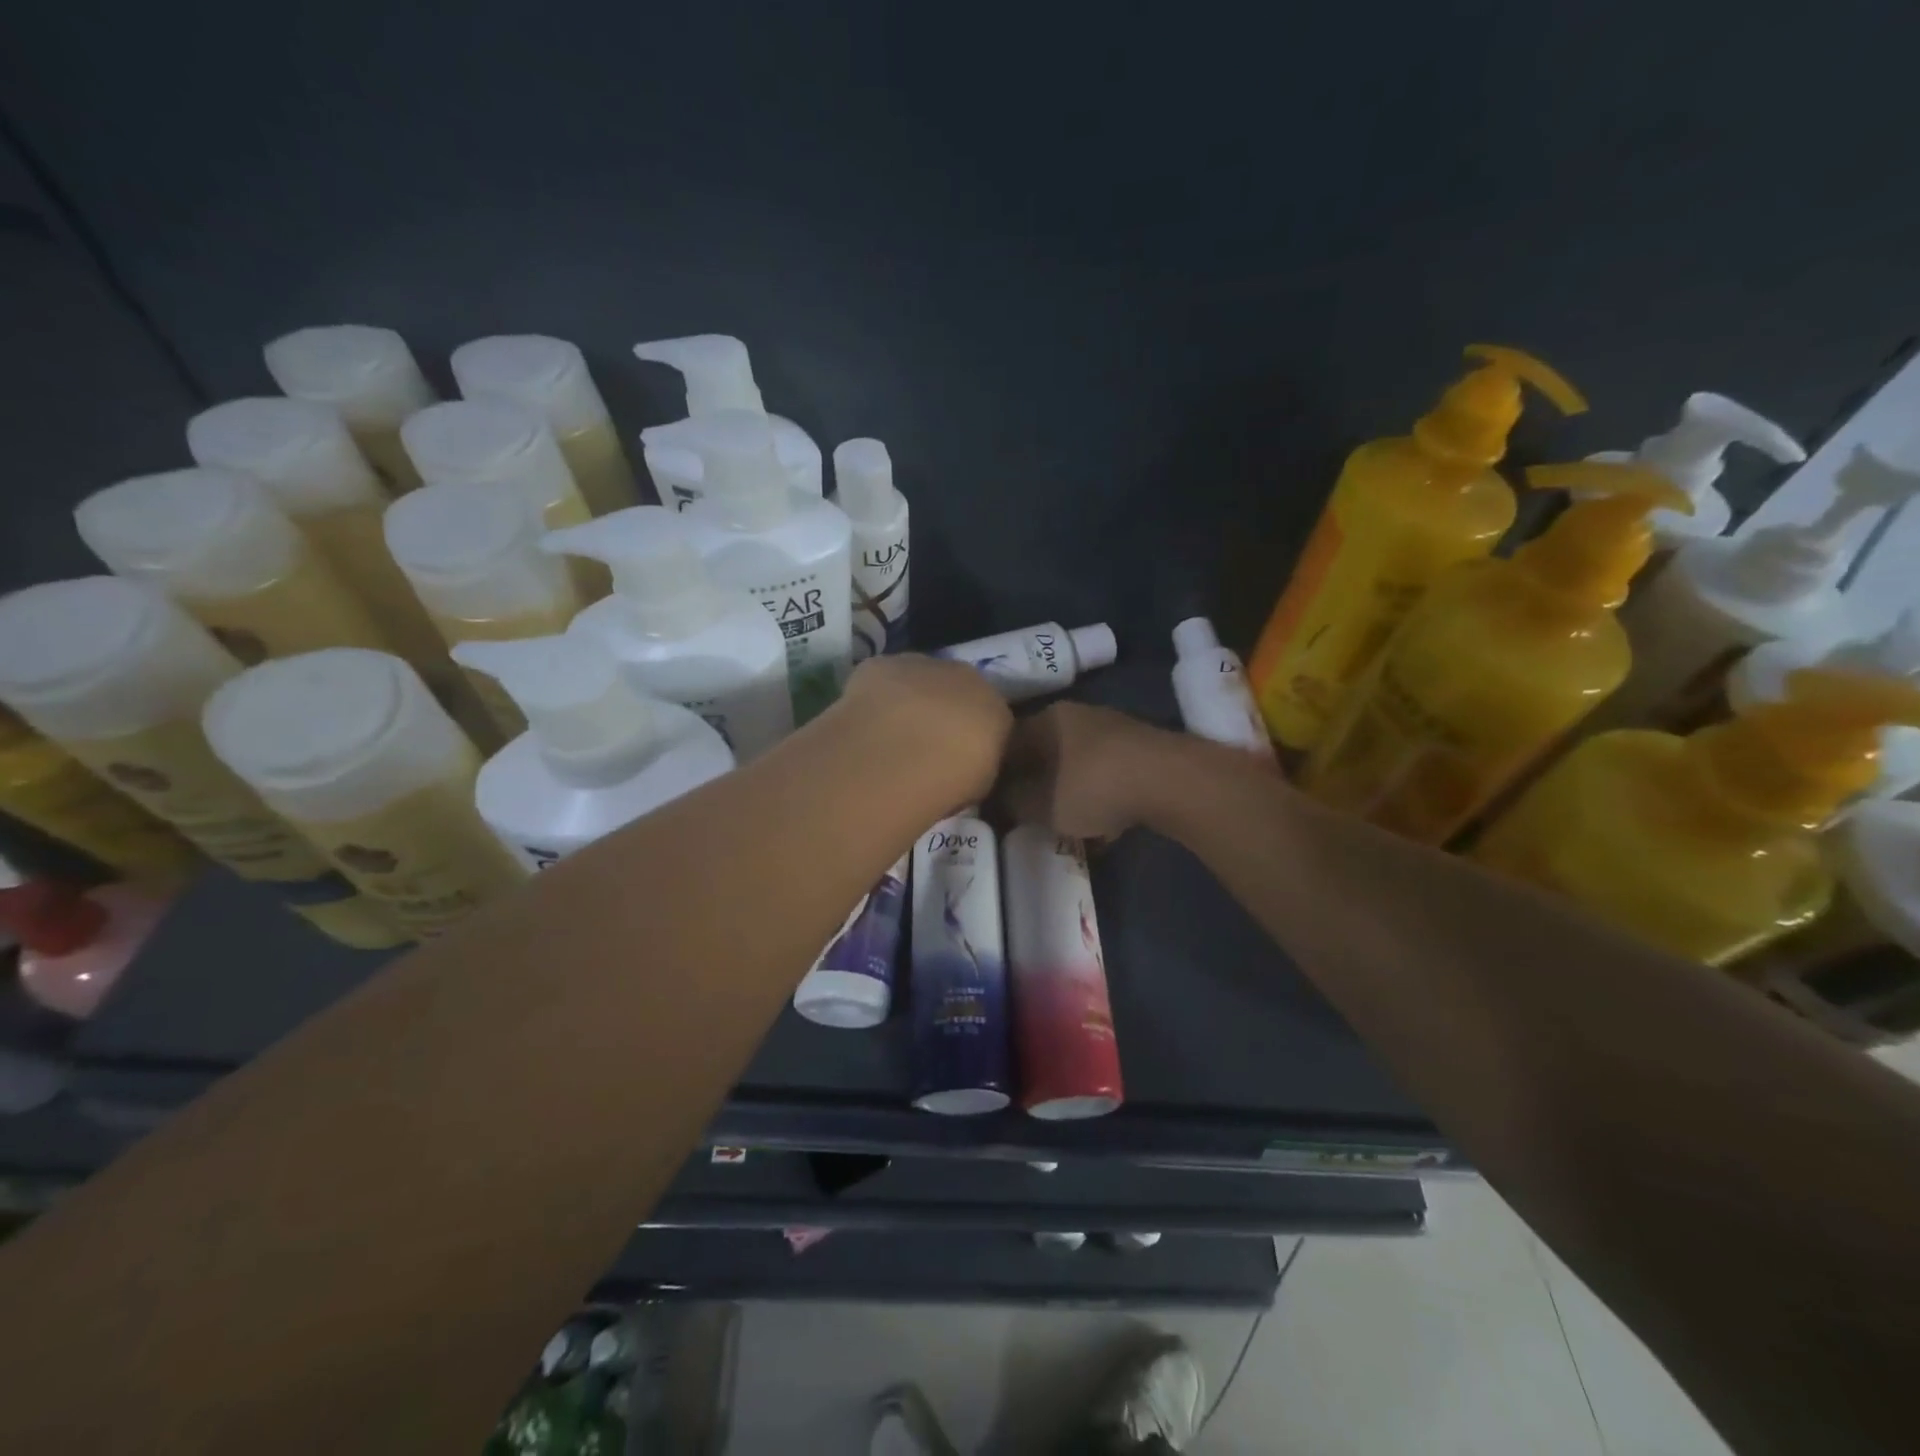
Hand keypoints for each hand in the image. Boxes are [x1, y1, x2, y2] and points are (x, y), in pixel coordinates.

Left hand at [833, 653, 1013, 806]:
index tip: (958, 756)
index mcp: (997, 708)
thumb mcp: (979, 784)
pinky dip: (876, 694)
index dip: (972, 735)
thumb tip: (966, 760)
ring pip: (919, 678)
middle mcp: (966, 676)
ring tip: (891, 732)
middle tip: (924, 743)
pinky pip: (883, 677)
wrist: (901, 756)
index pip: (991, 716)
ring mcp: (923, 665)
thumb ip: (977, 762)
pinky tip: (865, 719)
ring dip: (910, 698)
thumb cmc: (949, 781)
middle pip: (957, 689)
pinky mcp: (882, 664)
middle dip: (944, 710)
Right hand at [995, 702, 1184, 839]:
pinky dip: (1100, 799)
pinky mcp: (1142, 751)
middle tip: (1028, 816)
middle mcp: (1078, 715)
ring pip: (1077, 766)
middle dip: (1035, 785)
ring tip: (1067, 827)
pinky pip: (1107, 777)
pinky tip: (1104, 828)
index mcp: (1046, 718)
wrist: (1172, 782)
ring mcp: (1114, 730)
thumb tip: (1000, 799)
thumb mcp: (1039, 804)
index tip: (993, 802)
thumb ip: (1012, 802)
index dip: (996, 774)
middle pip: (1044, 753)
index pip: (1007, 743)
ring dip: (1069, 794)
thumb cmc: (1093, 787)